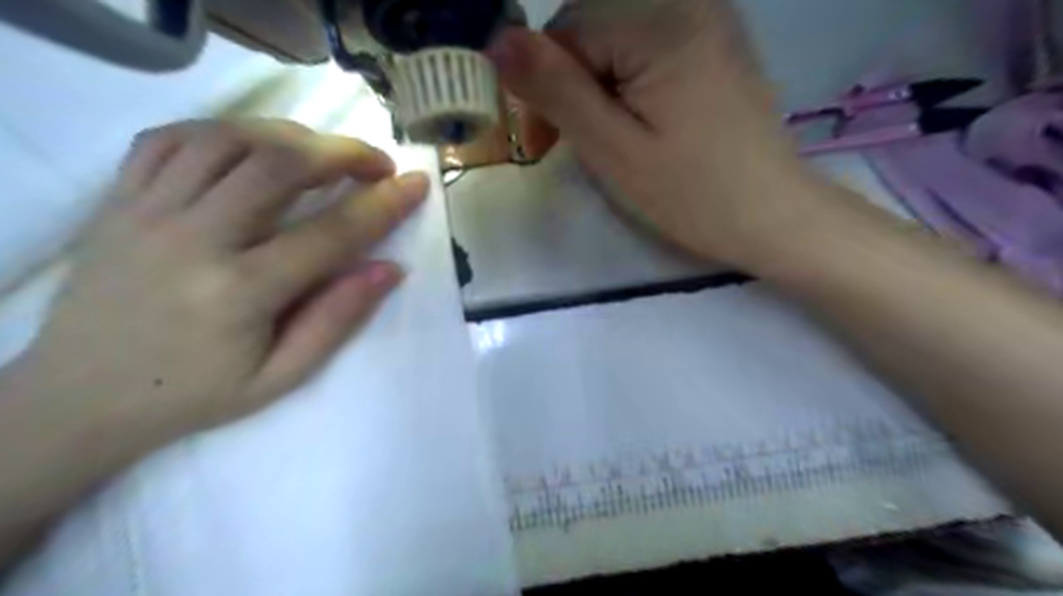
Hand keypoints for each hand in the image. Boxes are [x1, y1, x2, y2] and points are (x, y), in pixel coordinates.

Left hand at [14, 120, 425, 442]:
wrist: (78, 399)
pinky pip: (171, 139)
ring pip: (227, 139)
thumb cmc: (195, 394)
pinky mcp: (117, 201)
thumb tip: (389, 269)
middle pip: (278, 164)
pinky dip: (225, 131)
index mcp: (240, 293)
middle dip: (342, 152)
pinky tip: (255, 147)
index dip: (384, 204)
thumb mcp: (281, 377)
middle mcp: (192, 239)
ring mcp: (147, 212)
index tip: (416, 184)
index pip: (331, 233)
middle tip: (377, 162)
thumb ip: (337, 319)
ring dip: (290, 136)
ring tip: (323, 154)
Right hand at [487, 0, 829, 263]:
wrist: (772, 215)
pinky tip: (635, 119)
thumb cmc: (691, 193)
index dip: (542, 86)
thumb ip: (554, 89)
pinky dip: (626, 80)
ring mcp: (708, 17)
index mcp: (660, 19)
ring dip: (594, 85)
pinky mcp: (715, 41)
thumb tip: (497, 40)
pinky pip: (647, 45)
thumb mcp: (611, 147)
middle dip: (568, 84)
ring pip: (615, 38)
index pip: (565, 30)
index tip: (540, 145)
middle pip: (590, 26)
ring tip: (602, 138)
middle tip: (565, 144)